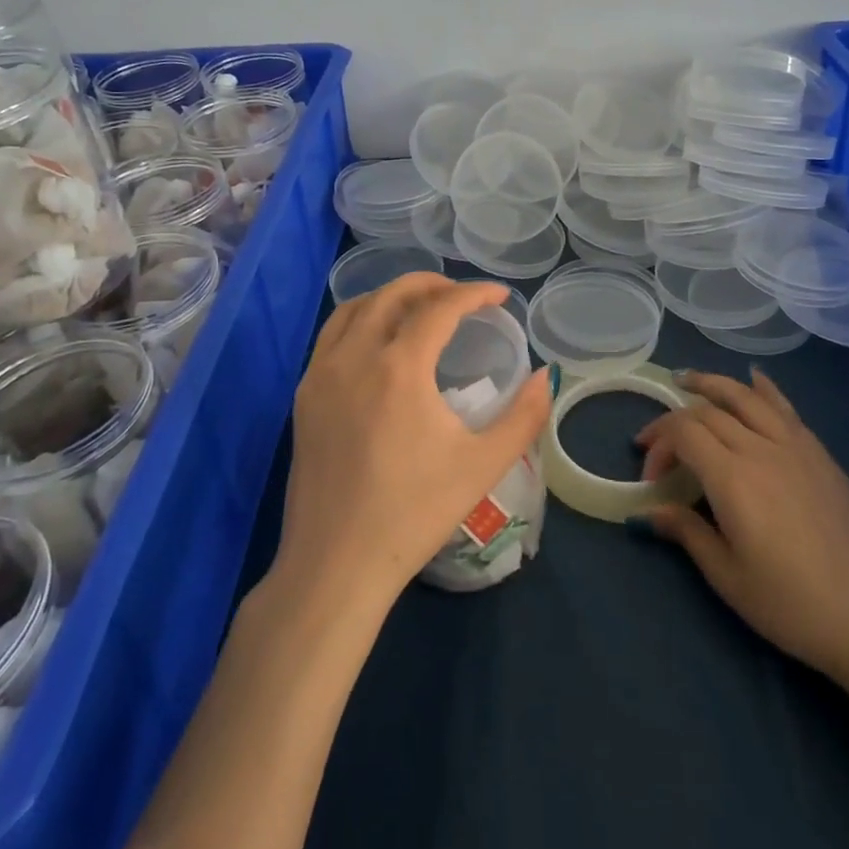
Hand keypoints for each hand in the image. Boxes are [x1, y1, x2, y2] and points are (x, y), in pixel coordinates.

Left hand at [281, 274, 550, 611]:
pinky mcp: (303, 397)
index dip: (474, 293)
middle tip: (460, 295)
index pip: (440, 308)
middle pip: (391, 294)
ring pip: (354, 309)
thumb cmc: (414, 513)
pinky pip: (331, 337)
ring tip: (419, 309)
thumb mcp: (482, 465)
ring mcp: (320, 375)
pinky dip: (359, 320)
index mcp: (399, 367)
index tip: (499, 296)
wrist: (336, 564)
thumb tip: (546, 375)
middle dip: (430, 284)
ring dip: (390, 297)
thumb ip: (523, 415)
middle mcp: (355, 357)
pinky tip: (377, 344)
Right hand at [636, 367, 848, 688]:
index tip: (650, 477)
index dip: (659, 445)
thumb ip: (686, 531)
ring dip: (713, 384)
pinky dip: (764, 390)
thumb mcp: (726, 576)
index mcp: (732, 478)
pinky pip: (787, 410)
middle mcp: (761, 449)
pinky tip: (754, 379)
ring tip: (688, 380)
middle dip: (675, 420)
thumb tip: (650, 510)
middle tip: (657, 442)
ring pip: (747, 397)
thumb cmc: (788, 604)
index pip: (683, 433)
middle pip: (709, 412)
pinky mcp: (822, 457)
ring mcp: (796, 448)